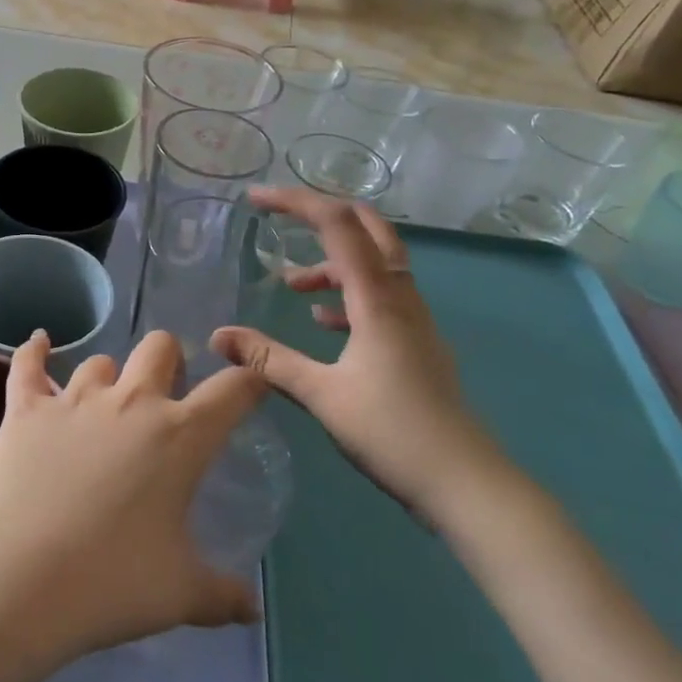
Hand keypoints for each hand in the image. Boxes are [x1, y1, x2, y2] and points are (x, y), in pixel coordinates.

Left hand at [0, 331, 265, 661]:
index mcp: (179, 436)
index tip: (251, 387)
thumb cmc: (110, 582)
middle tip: (167, 395)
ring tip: (104, 403)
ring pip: (99, 361)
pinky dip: (34, 351)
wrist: (17, 579)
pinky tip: (38, 343)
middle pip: (160, 347)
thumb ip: (222, 595)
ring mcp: (74, 400)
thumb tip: (251, 609)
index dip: (249, 382)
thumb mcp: (180, 594)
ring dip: (108, 377)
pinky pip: (28, 364)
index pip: (232, 390)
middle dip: (171, 361)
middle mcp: (130, 402)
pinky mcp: (25, 409)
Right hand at [211, 188, 512, 524]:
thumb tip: (217, 335)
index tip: (256, 198)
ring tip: (291, 285)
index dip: (296, 202)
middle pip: (369, 229)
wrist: (464, 483)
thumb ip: (267, 360)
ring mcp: (413, 320)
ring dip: (332, 263)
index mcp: (377, 298)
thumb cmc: (391, 431)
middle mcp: (400, 297)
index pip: (338, 225)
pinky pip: (380, 299)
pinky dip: (348, 296)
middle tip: (283, 216)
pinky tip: (323, 323)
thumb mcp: (320, 394)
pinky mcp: (416, 344)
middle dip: (324, 214)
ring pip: (374, 266)